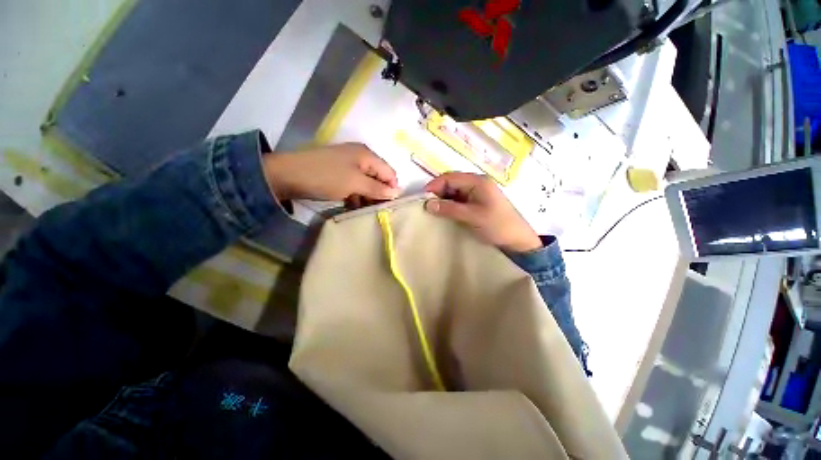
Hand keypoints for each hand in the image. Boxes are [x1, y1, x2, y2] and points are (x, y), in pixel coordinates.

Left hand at [263, 143, 399, 201]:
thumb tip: (398, 192)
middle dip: (378, 194)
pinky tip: (352, 205)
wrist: (286, 175)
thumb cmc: (325, 177)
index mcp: (367, 155)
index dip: (391, 189)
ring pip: (366, 183)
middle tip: (375, 211)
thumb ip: (377, 188)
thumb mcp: (355, 184)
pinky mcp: (338, 173)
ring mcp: (348, 165)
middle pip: (378, 178)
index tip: (389, 206)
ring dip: (366, 197)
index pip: (389, 173)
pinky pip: (354, 185)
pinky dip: (355, 195)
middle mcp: (360, 157)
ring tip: (362, 210)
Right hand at [424, 172, 541, 252]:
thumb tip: (427, 204)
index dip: (435, 186)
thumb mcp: (472, 217)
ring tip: (433, 211)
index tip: (422, 199)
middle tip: (426, 206)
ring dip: (443, 199)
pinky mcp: (476, 202)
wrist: (517, 240)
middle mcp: (476, 183)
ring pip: (454, 191)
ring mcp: (477, 193)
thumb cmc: (497, 225)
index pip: (450, 177)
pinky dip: (449, 205)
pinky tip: (444, 213)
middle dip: (437, 192)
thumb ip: (449, 209)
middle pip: (451, 183)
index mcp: (477, 181)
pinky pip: (459, 200)